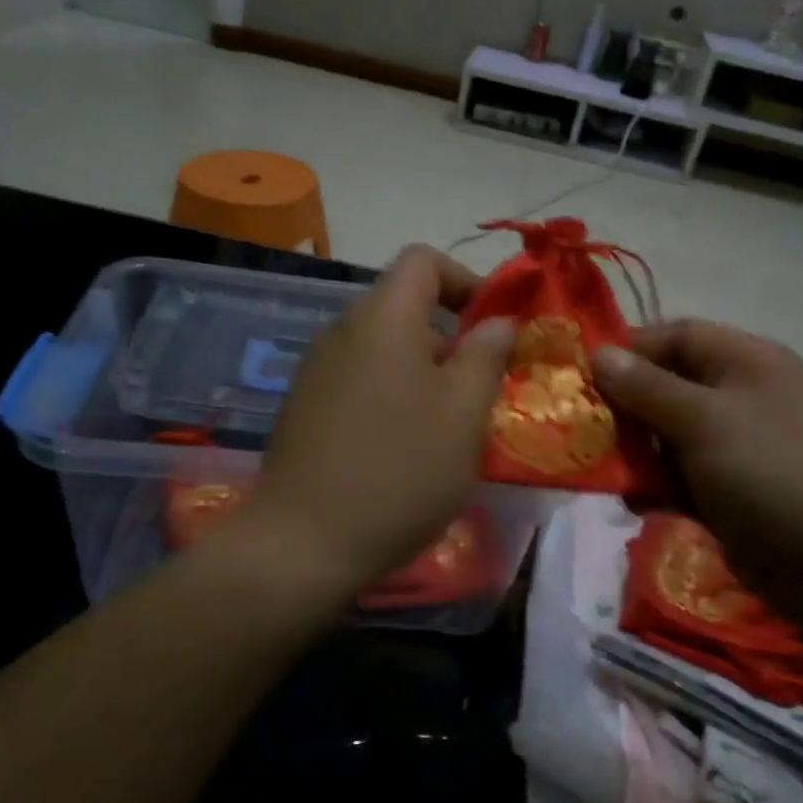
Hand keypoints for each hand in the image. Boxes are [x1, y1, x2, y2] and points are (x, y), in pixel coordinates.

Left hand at [242, 247, 515, 598]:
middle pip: (405, 306)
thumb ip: (486, 355)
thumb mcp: (463, 413)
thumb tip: (499, 321)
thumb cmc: (399, 471)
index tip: (495, 327)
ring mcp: (318, 370)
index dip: (467, 280)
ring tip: (449, 426)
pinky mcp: (306, 407)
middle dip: (452, 337)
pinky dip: (393, 395)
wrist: (303, 542)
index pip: (423, 260)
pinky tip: (405, 447)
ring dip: (425, 372)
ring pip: (385, 348)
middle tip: (482, 388)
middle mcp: (343, 330)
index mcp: (382, 317)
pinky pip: (361, 380)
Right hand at [593, 320, 802, 638]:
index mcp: (748, 363)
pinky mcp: (737, 492)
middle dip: (626, 410)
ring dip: (639, 455)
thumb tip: (600, 354)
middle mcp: (745, 397)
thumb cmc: (775, 478)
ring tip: (613, 478)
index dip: (629, 352)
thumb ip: (648, 388)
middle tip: (587, 435)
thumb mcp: (705, 424)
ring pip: (671, 437)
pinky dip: (660, 488)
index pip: (676, 336)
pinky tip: (643, 507)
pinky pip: (685, 477)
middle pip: (669, 387)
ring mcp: (743, 448)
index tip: (582, 380)